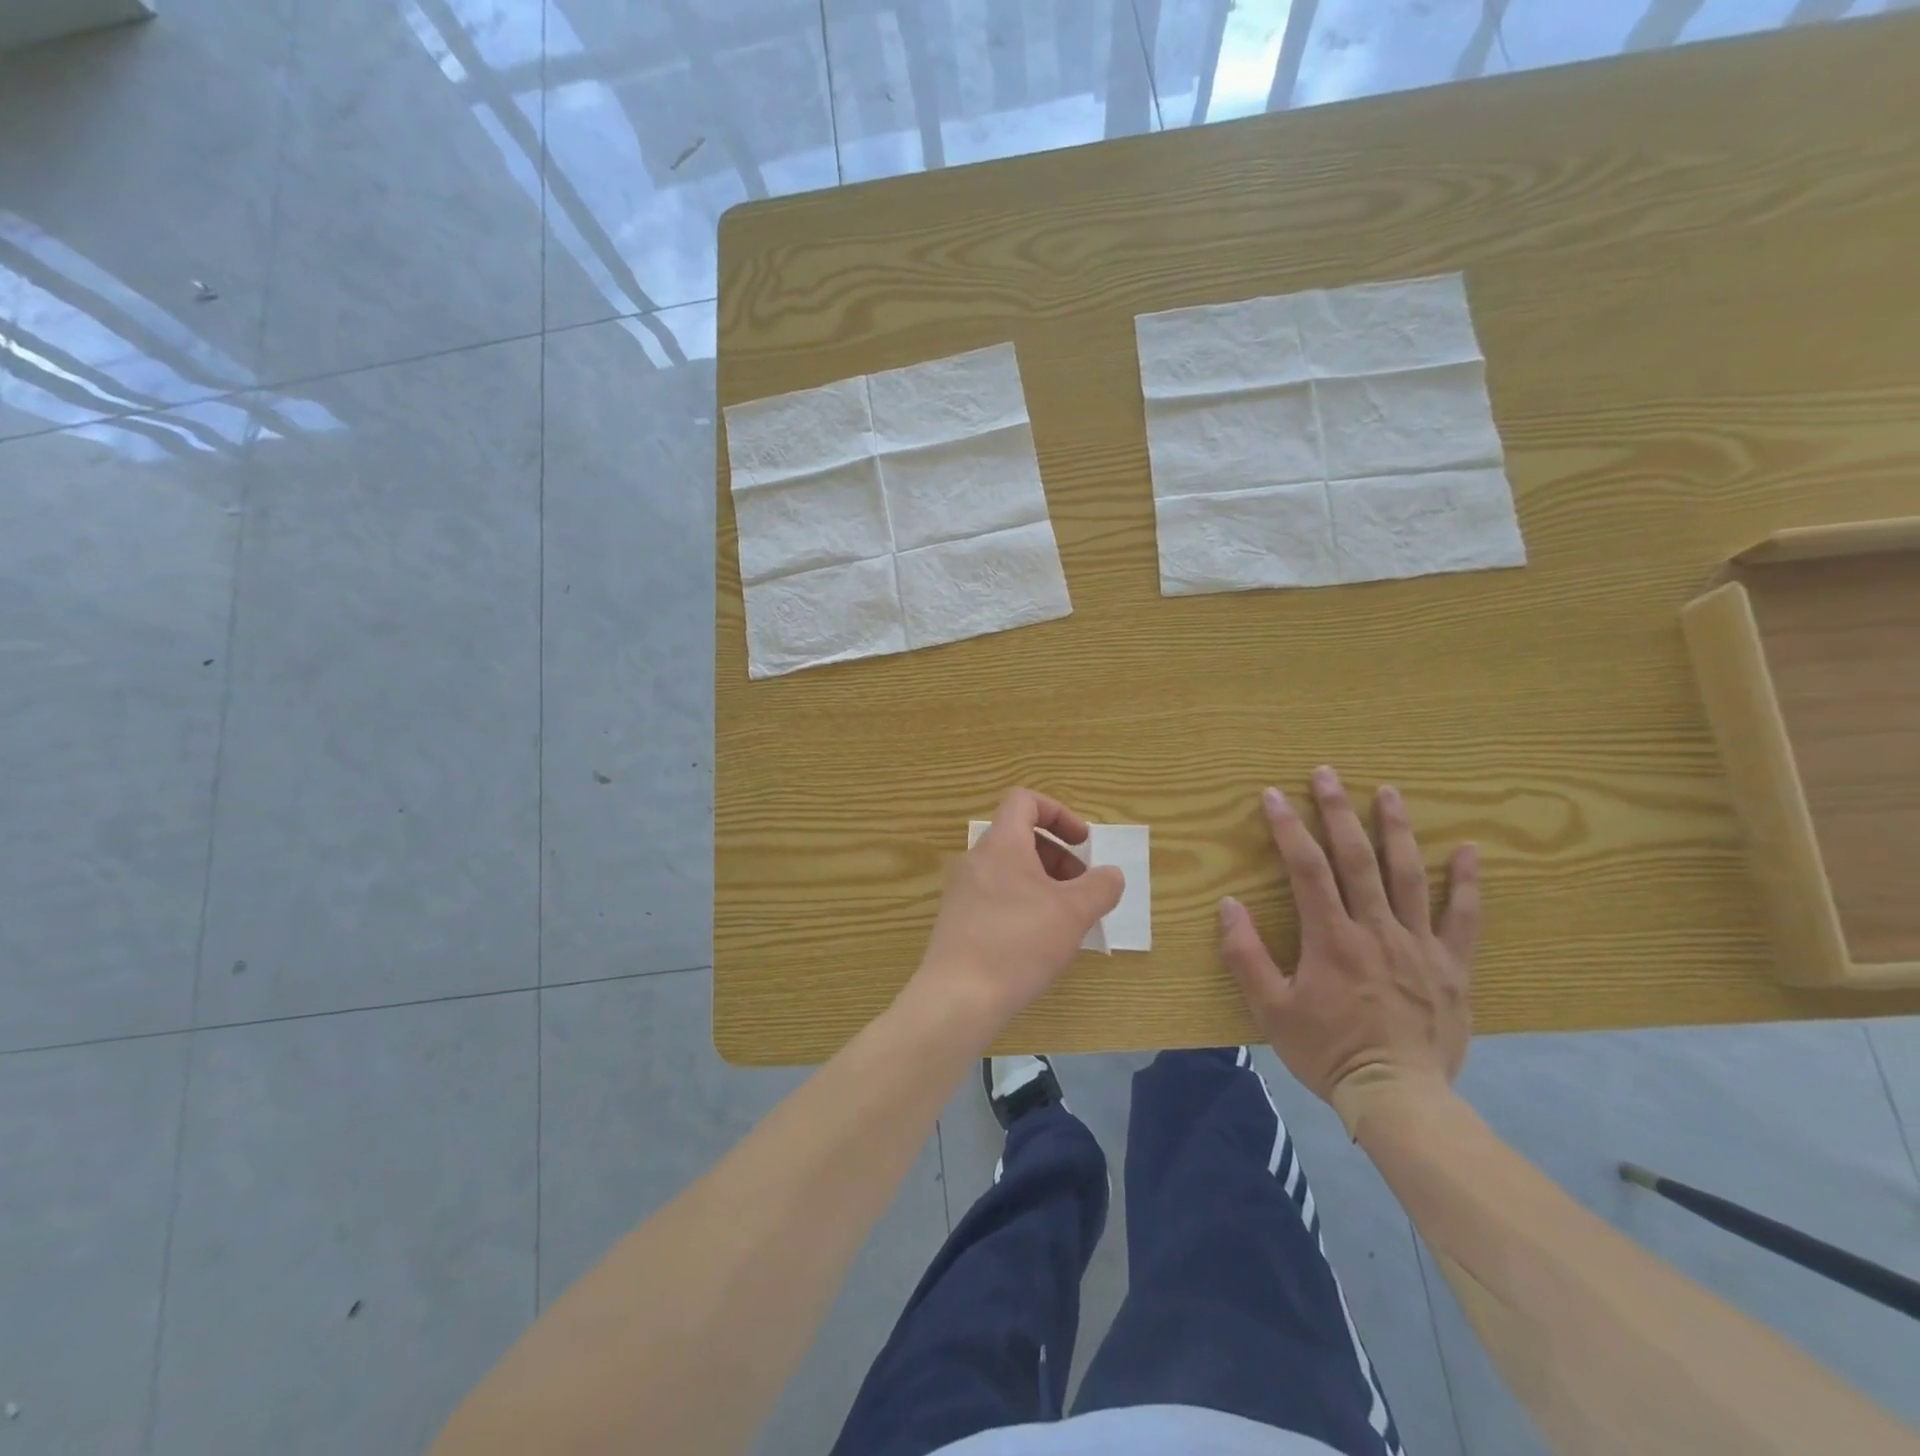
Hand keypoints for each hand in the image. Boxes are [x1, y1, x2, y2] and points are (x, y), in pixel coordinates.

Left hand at [909, 788, 1124, 1044]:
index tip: (1083, 844)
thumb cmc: (1019, 943)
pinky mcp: (957, 919)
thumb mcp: (1073, 913)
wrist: (958, 997)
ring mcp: (962, 890)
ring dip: (1043, 883)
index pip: (1024, 801)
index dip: (1059, 813)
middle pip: (1020, 836)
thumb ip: (1100, 887)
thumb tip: (1111, 875)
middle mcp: (976, 859)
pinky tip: (1039, 941)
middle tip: (1082, 889)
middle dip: (1058, 856)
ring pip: (1009, 869)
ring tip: (1066, 919)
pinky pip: (996, 895)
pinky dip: (1023, 903)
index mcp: (1001, 843)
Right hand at [1218, 767, 1479, 1135]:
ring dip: (1396, 829)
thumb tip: (1229, 905)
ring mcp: (1419, 946)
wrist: (1400, 1099)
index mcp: (1332, 939)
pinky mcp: (1452, 966)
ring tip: (1389, 791)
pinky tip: (1469, 850)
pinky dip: (1466, 882)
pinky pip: (1463, 917)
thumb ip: (1247, 956)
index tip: (1273, 796)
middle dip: (1339, 811)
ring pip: (1409, 875)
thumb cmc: (1328, 1052)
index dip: (1289, 829)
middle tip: (1327, 774)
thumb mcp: (1271, 1010)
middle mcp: (1377, 930)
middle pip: (1358, 859)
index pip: (1308, 869)